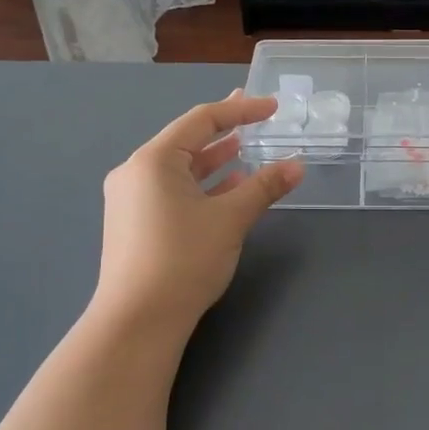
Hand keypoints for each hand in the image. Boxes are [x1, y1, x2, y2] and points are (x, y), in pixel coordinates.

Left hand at [92, 94, 302, 339]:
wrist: (137, 322)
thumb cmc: (183, 259)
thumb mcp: (230, 219)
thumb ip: (264, 186)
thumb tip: (298, 166)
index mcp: (153, 160)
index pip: (201, 120)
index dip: (240, 110)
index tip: (272, 107)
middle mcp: (136, 172)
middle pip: (186, 140)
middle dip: (224, 130)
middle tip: (256, 116)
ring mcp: (131, 199)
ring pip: (180, 168)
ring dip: (214, 160)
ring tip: (246, 150)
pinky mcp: (134, 224)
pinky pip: (172, 190)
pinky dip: (201, 186)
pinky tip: (228, 189)